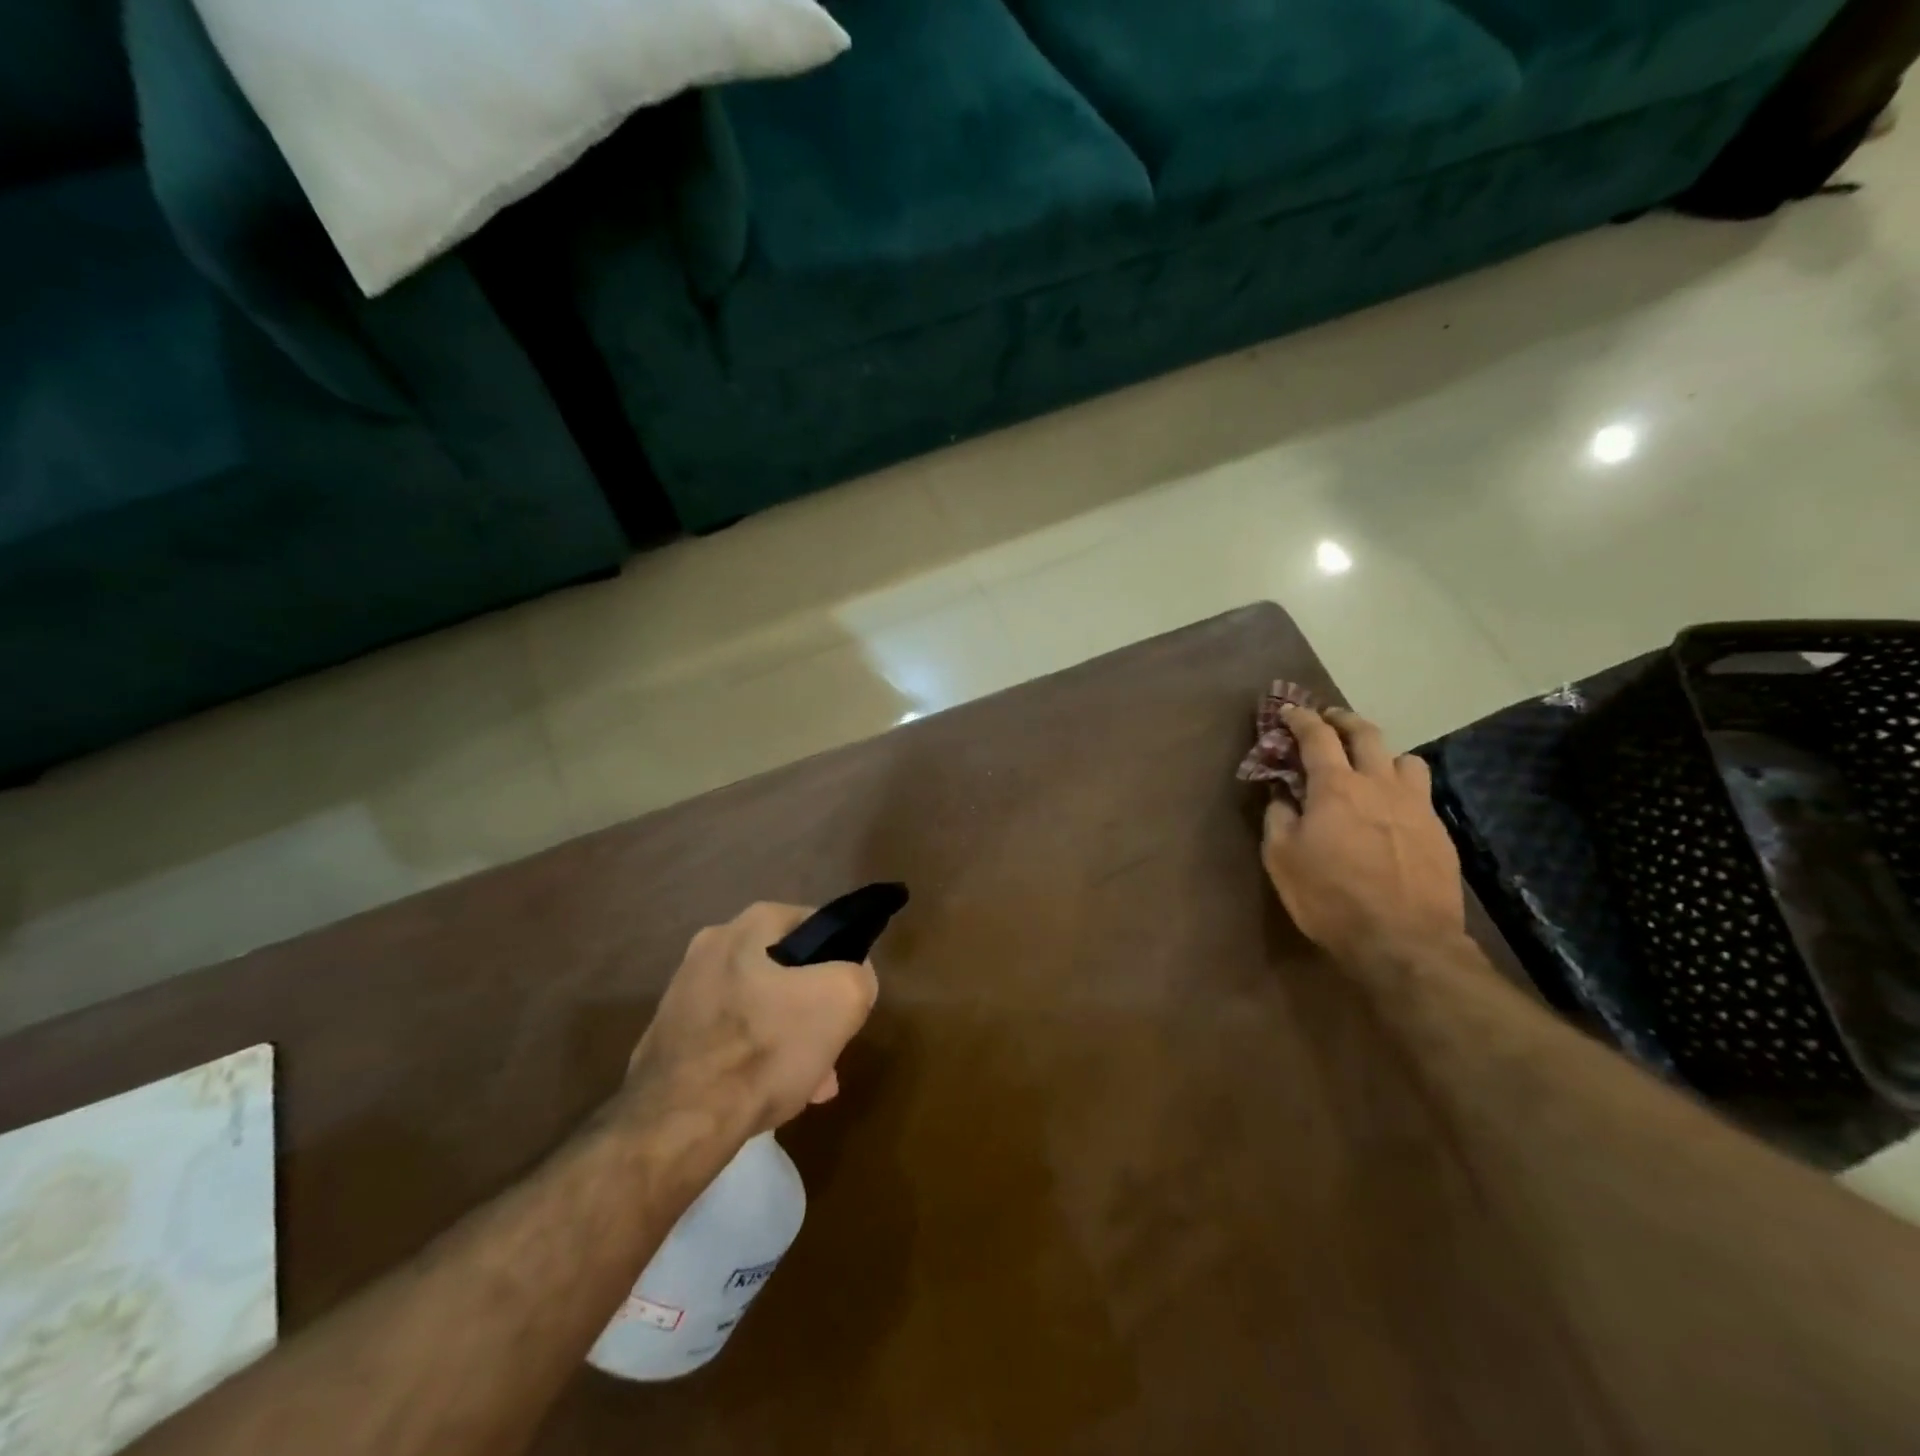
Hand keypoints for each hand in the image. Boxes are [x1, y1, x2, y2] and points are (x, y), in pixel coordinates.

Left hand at [626, 903, 878, 1137]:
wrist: (677, 1123)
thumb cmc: (765, 1048)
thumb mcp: (841, 1001)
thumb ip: (858, 976)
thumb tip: (851, 978)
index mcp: (747, 926)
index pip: (814, 924)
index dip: (840, 960)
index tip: (848, 998)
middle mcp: (710, 948)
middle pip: (785, 971)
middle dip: (812, 1009)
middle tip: (831, 1047)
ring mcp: (684, 993)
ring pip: (758, 1009)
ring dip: (787, 1038)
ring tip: (810, 1082)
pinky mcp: (669, 1037)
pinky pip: (728, 1039)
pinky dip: (752, 1060)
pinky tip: (770, 1095)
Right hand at [1261, 706, 1465, 963]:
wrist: (1404, 942)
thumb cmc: (1330, 898)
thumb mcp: (1281, 859)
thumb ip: (1279, 818)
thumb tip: (1282, 796)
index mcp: (1336, 787)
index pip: (1316, 736)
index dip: (1300, 719)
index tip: (1288, 711)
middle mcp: (1379, 784)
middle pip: (1366, 734)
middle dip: (1343, 720)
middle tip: (1330, 719)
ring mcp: (1416, 806)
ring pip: (1404, 759)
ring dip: (1382, 753)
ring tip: (1371, 765)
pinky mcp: (1439, 832)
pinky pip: (1421, 793)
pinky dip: (1401, 787)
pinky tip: (1393, 809)